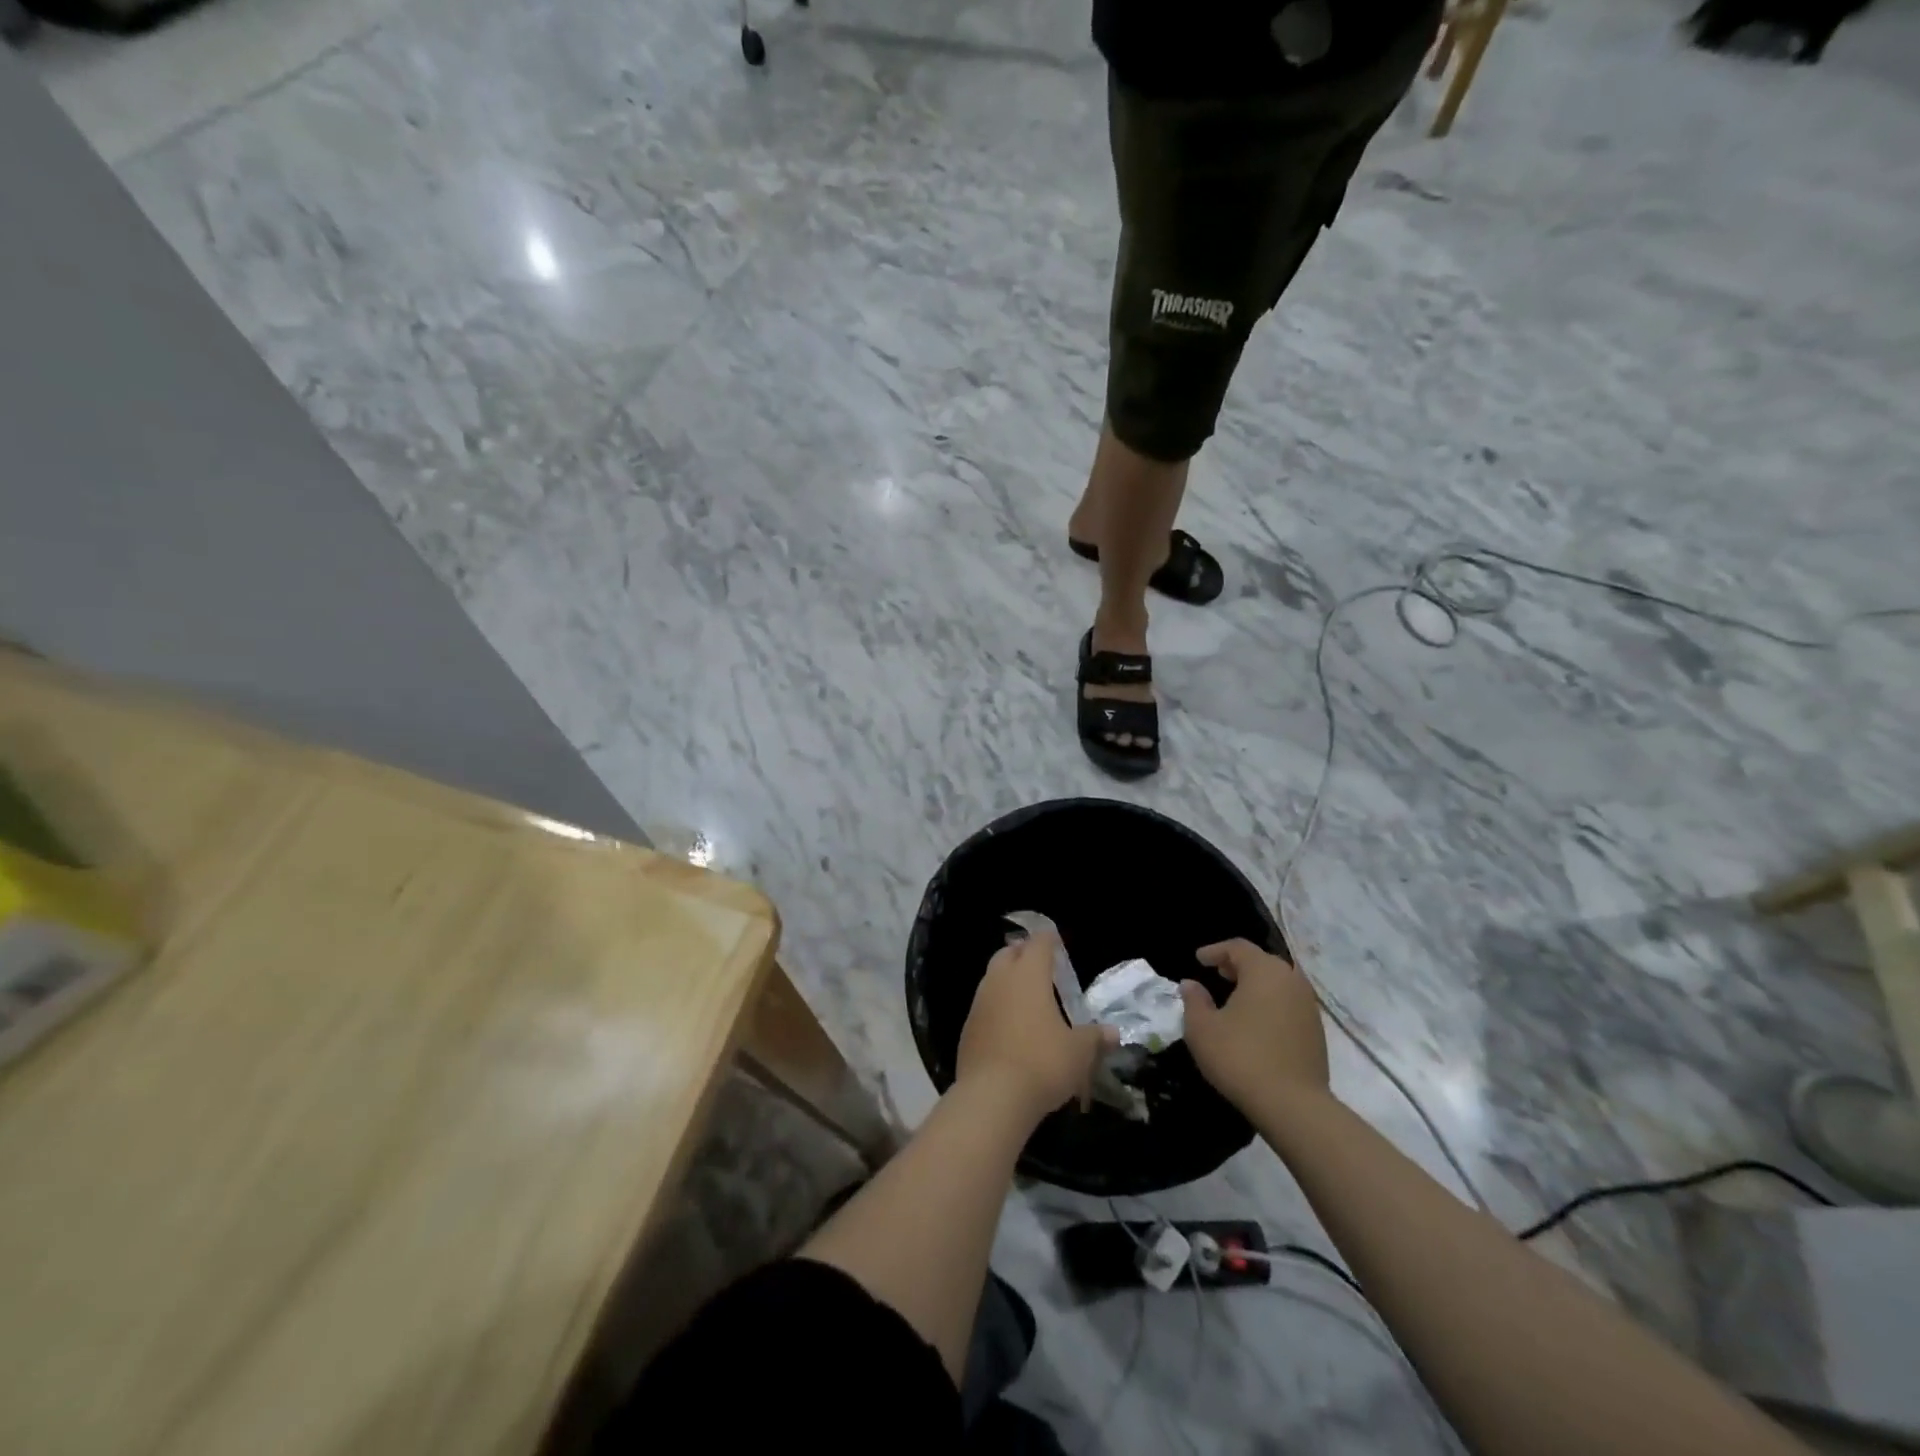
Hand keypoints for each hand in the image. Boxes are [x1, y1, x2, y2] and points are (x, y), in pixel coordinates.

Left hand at [957, 931, 1111, 1122]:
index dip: (1048, 940)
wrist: (992, 1096)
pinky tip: (1008, 1026)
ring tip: (1025, 996)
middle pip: (1008, 954)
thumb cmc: (1042, 1063)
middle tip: (1039, 965)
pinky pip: (983, 1006)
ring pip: (992, 978)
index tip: (1056, 942)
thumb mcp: (1079, 1052)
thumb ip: (1095, 1038)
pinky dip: (996, 1007)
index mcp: (1029, 975)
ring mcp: (979, 1003)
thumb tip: (1113, 1033)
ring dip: (1006, 980)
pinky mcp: (967, 1028)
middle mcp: (1000, 980)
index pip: (1038, 943)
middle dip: (1022, 954)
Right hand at [1179, 939, 1329, 1112]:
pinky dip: (1271, 1002)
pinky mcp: (1317, 1031)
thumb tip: (1191, 984)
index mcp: (1264, 971)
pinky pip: (1289, 1003)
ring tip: (1235, 998)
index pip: (1238, 947)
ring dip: (1256, 984)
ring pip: (1279, 982)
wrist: (1293, 1105)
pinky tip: (1256, 1022)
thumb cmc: (1241, 1057)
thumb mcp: (1202, 1028)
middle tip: (1218, 974)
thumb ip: (1194, 1000)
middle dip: (1238, 965)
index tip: (1198, 960)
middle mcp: (1291, 980)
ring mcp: (1308, 1006)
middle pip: (1262, 961)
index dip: (1215, 950)